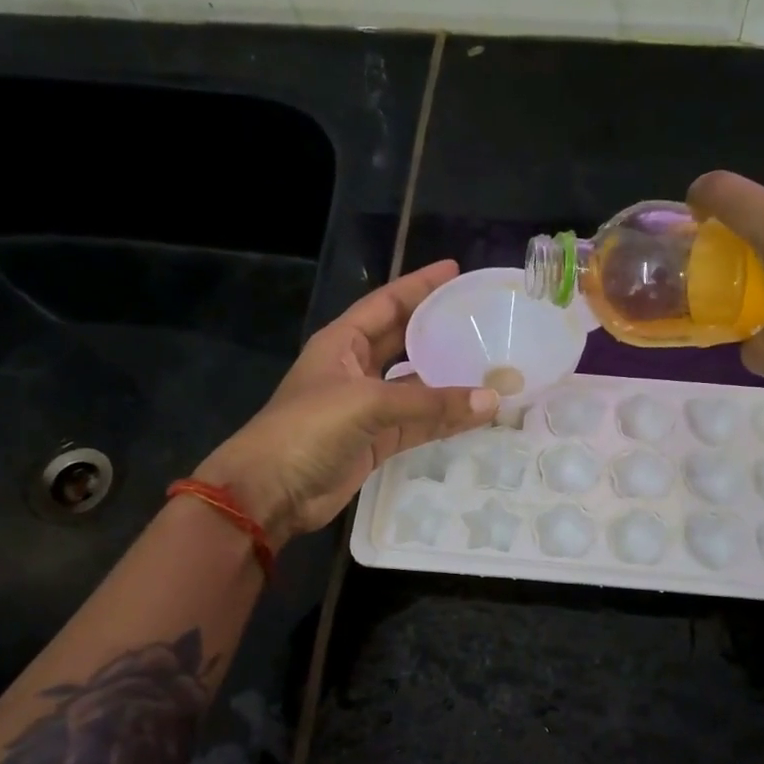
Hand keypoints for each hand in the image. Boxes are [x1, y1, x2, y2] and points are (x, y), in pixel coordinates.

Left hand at [191, 261, 496, 546]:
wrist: (272, 491)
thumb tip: (492, 401)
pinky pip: (419, 424)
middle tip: (483, 319)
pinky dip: (445, 420)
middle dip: (439, 330)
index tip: (456, 272)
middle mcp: (356, 369)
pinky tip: (477, 414)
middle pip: (405, 341)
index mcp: (343, 343)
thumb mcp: (367, 404)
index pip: (387, 304)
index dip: (420, 286)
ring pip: (417, 387)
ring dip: (449, 380)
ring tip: (492, 366)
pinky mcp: (377, 442)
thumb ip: (430, 403)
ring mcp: (368, 408)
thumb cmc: (307, 430)